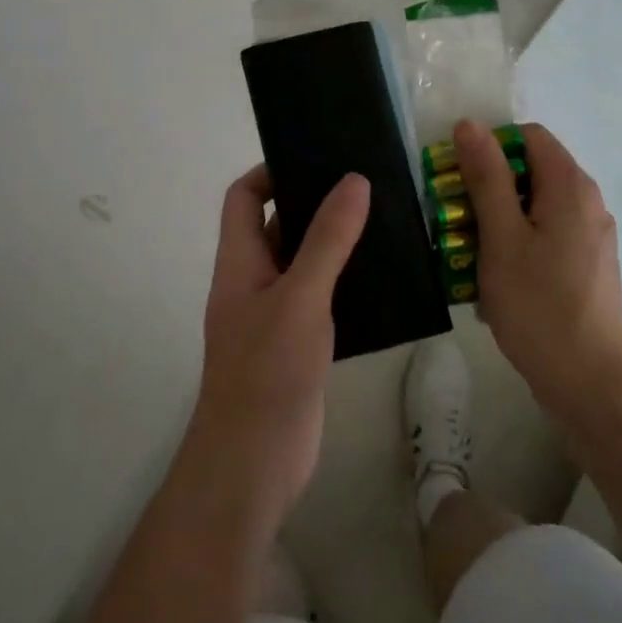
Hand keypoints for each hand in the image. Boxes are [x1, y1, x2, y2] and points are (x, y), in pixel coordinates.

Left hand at [181, 165, 369, 534]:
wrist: (254, 462)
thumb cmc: (267, 370)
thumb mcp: (301, 297)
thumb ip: (327, 240)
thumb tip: (354, 181)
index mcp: (239, 261)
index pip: (242, 198)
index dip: (269, 172)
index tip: (315, 160)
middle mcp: (253, 281)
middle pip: (276, 225)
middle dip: (313, 203)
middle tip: (364, 185)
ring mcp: (275, 314)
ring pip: (302, 262)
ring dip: (333, 243)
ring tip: (382, 221)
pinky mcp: (298, 343)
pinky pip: (319, 297)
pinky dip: (343, 281)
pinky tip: (381, 277)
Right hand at [454, 119, 621, 417]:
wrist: (588, 382)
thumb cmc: (538, 305)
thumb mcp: (501, 237)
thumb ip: (486, 177)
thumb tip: (470, 124)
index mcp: (571, 187)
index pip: (528, 136)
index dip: (489, 147)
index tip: (458, 179)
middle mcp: (589, 203)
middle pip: (531, 171)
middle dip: (488, 188)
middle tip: (455, 220)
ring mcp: (592, 237)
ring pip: (536, 207)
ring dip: (499, 220)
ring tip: (470, 254)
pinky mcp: (589, 266)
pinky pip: (547, 236)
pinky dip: (518, 244)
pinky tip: (497, 279)